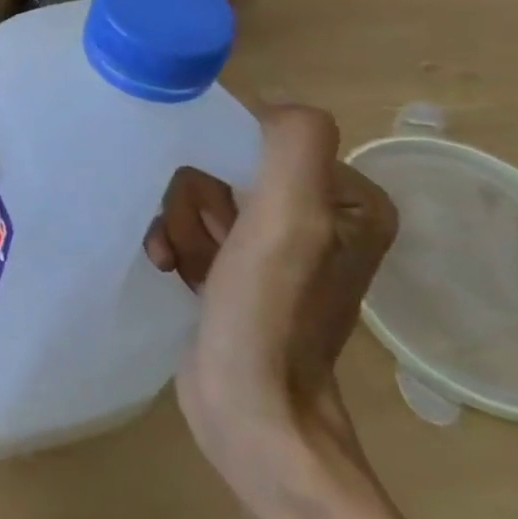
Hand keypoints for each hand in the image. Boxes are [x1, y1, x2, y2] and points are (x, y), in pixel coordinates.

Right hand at [145, 106, 397, 514]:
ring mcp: (275, 246)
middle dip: (194, 203)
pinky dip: (174, 244)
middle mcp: (318, 217)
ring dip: (178, 226)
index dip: (219, 166)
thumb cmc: (270, 317)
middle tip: (200, 246)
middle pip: (222, 167)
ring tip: (181, 265)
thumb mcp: (290, 223)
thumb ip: (293, 147)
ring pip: (198, 196)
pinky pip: (192, 227)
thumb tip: (267, 101)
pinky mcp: (240, 271)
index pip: (257, 138)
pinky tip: (170, 271)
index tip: (216, 213)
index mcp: (347, 198)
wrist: (251, 417)